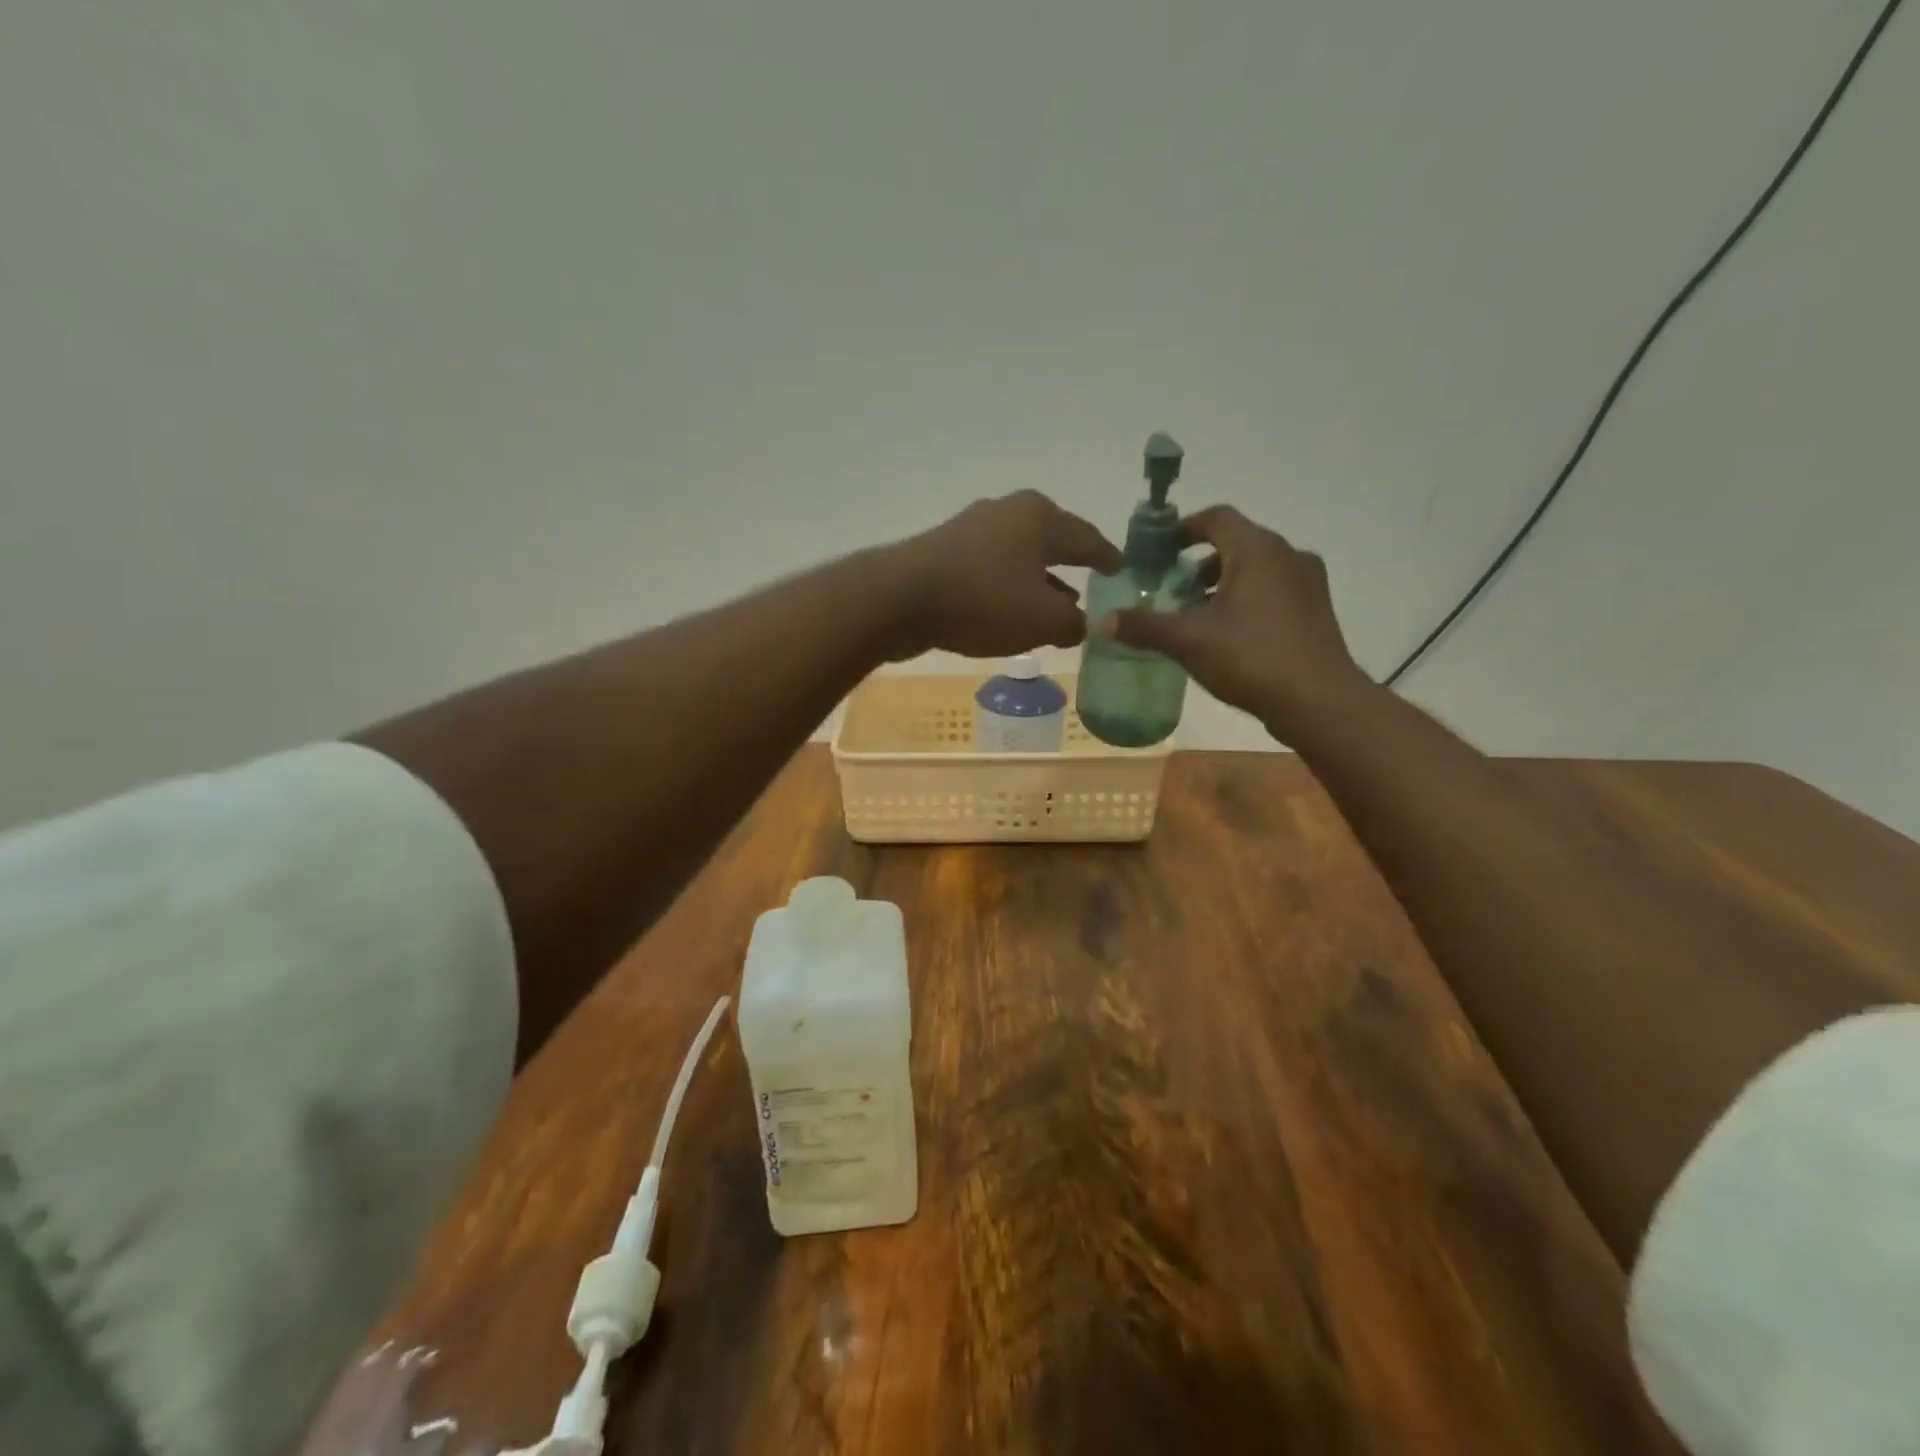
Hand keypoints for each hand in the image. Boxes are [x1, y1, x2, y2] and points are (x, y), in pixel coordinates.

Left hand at [884, 490, 1123, 658]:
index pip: (1087, 538)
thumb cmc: (983, 600)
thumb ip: (1072, 623)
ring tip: (1057, 606)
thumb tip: (1081, 624)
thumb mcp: (1042, 620)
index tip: (1122, 570)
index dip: (1107, 558)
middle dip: (1071, 567)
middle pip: (1051, 542)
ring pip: (1020, 558)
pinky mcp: (945, 552)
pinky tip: (1010, 612)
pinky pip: (992, 571)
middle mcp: (1007, 512)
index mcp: (1039, 517)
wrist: (899, 599)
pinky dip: (1009, 589)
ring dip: (1039, 582)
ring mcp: (972, 530)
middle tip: (1091, 585)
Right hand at [1101, 506, 1373, 742]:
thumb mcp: (1188, 641)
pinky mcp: (1316, 609)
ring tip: (1195, 615)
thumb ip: (1145, 626)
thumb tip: (1102, 621)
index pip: (1215, 518)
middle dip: (1198, 563)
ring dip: (1222, 583)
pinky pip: (1274, 590)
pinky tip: (1228, 634)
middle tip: (1171, 589)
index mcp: (1256, 549)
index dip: (1183, 529)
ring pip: (1256, 568)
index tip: (1158, 551)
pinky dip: (1246, 599)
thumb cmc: (1250, 657)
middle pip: (1236, 542)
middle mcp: (1287, 554)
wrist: (1318, 701)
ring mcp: (1307, 582)